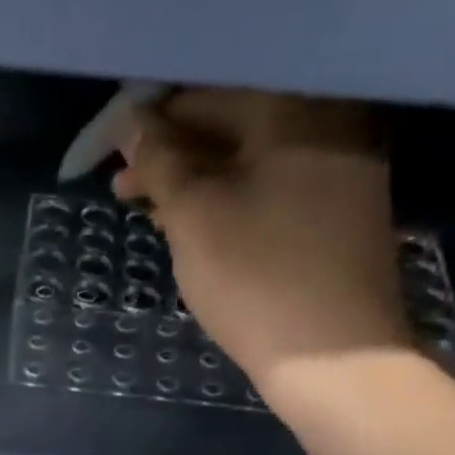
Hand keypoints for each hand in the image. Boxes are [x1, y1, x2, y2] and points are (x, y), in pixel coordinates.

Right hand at [113, 90, 409, 403]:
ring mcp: (341, 170)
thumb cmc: (256, 278)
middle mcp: (328, 121)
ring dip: (197, 182)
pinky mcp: (340, 215)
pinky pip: (273, 189)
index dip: (150, 121)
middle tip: (124, 190)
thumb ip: (160, 160)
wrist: (334, 360)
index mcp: (293, 107)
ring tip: (151, 212)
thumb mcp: (194, 215)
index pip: (206, 94)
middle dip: (172, 155)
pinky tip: (198, 227)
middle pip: (232, 123)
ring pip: (251, 161)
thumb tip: (133, 123)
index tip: (112, 152)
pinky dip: (230, 201)